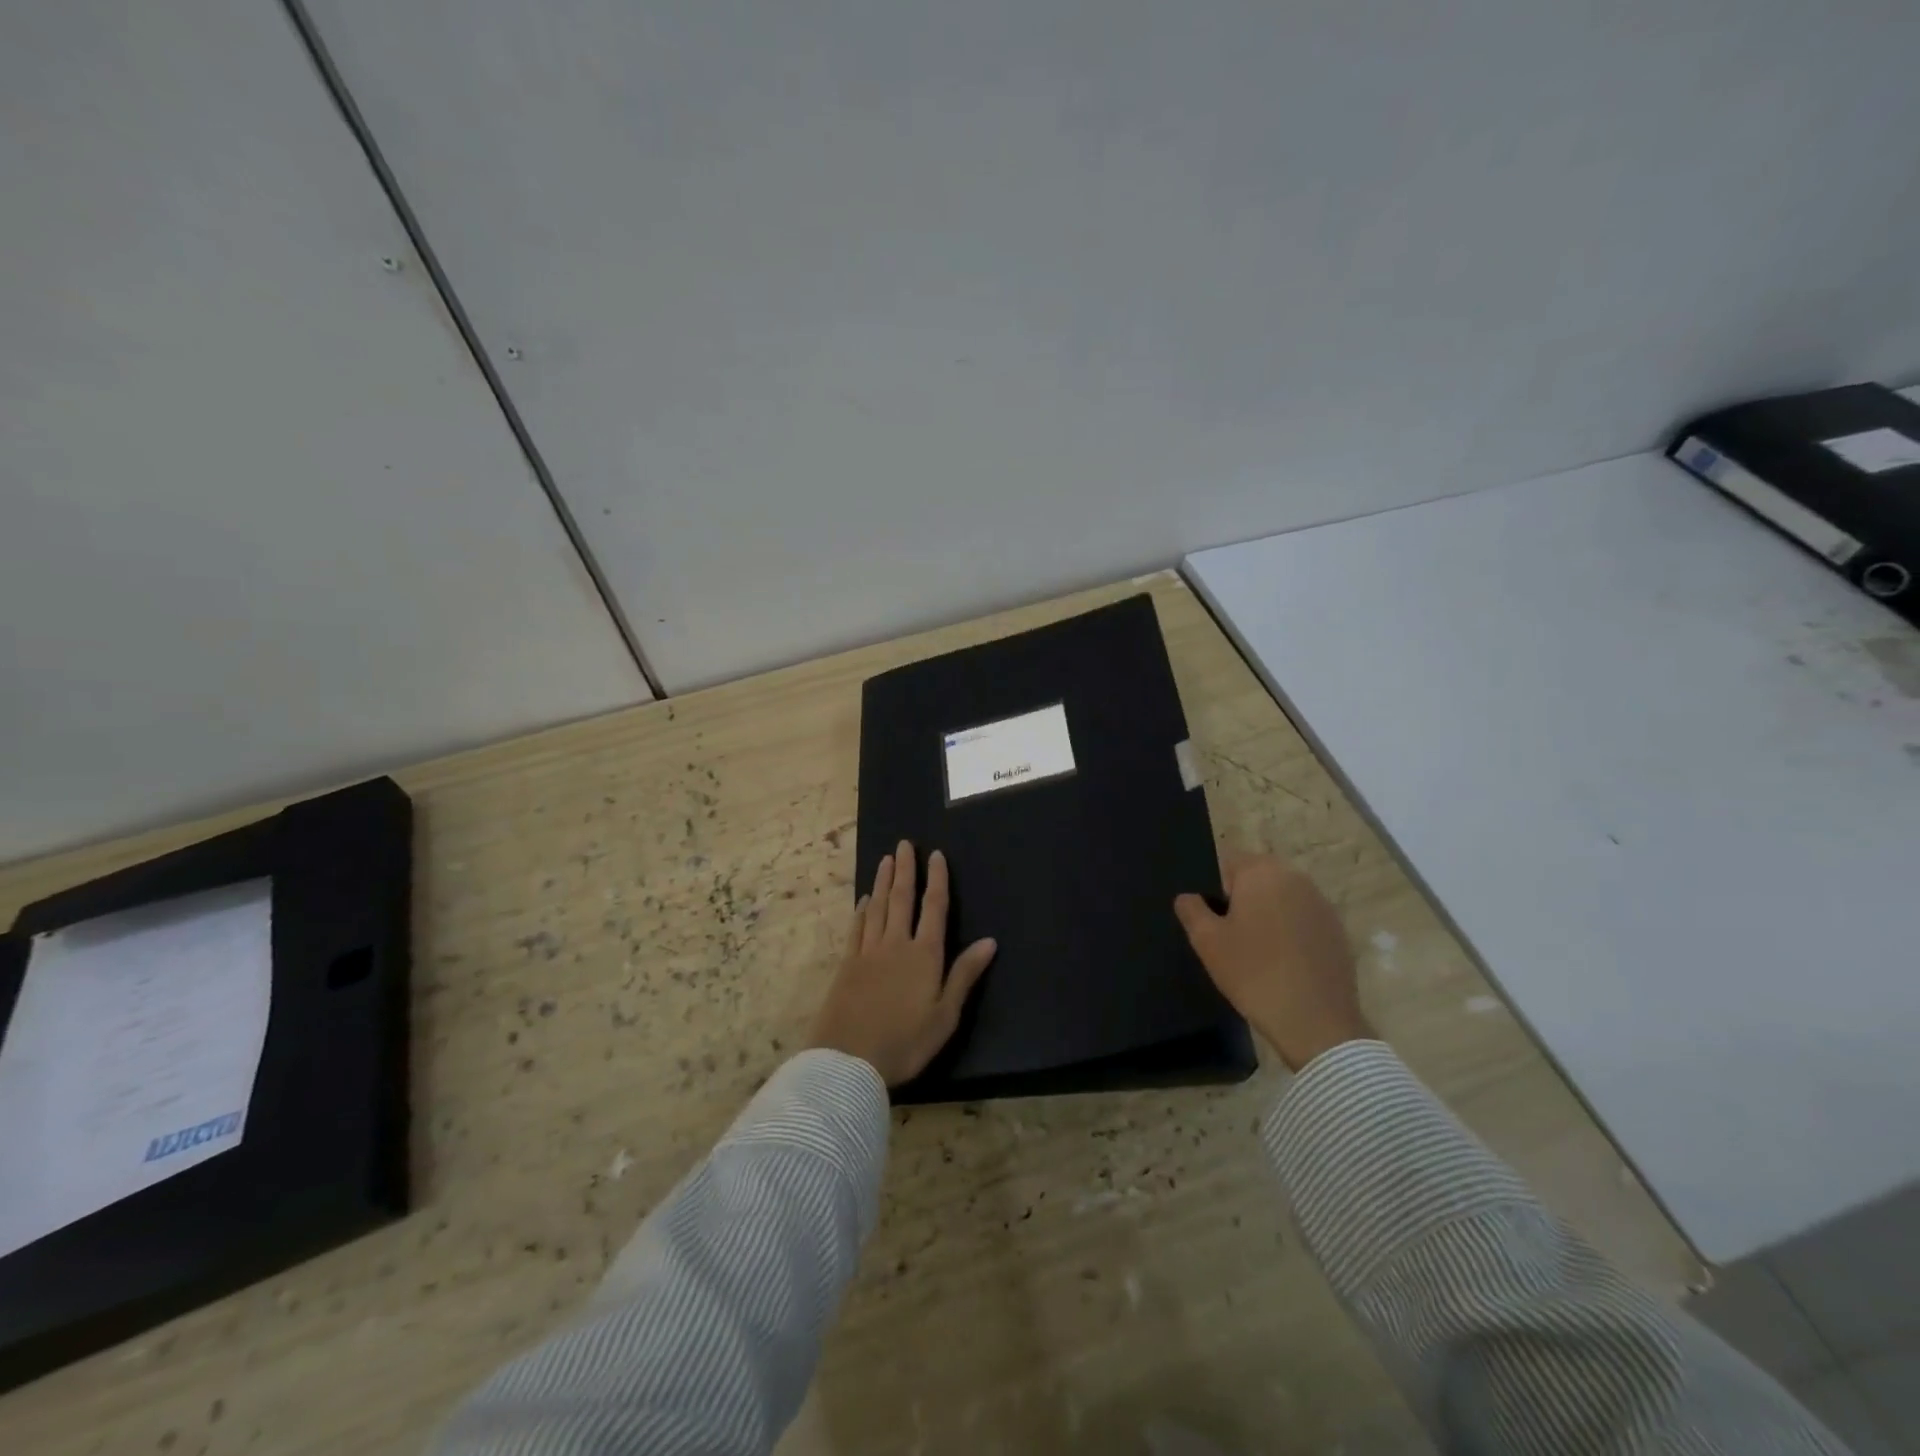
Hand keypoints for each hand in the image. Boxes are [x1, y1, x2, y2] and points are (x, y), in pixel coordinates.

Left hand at [809, 841, 997, 1085]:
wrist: (849, 1060)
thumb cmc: (905, 1042)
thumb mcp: (945, 1016)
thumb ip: (965, 975)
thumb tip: (990, 940)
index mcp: (925, 955)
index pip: (934, 908)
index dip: (936, 880)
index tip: (936, 855)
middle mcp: (896, 944)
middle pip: (902, 899)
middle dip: (906, 870)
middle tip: (904, 844)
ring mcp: (868, 952)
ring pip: (878, 907)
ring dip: (883, 881)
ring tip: (886, 859)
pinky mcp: (847, 965)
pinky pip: (857, 928)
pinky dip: (862, 910)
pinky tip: (864, 899)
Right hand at [1174, 851, 1372, 1071]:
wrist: (1316, 1023)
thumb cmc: (1253, 973)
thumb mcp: (1206, 941)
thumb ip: (1191, 909)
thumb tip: (1188, 897)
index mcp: (1262, 872)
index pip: (1228, 863)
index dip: (1214, 890)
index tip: (1214, 922)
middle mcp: (1296, 878)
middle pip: (1257, 879)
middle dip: (1242, 901)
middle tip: (1231, 939)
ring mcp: (1321, 904)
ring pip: (1281, 899)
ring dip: (1267, 916)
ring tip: (1258, 954)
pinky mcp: (1338, 930)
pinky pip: (1302, 921)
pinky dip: (1290, 934)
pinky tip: (1284, 965)